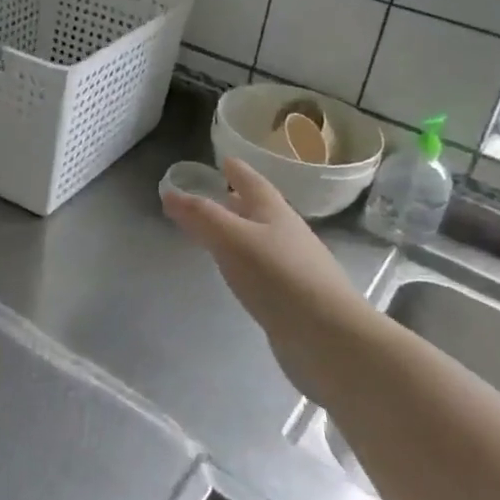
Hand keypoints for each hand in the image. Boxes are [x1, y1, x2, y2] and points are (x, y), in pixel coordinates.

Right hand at [161, 158, 368, 401]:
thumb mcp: (232, 239)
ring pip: (261, 239)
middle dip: (237, 200)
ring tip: (219, 233)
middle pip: (259, 210)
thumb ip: (201, 216)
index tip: (224, 160)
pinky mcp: (293, 298)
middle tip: (215, 194)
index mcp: (275, 213)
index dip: (237, 171)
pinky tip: (238, 273)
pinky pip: (263, 269)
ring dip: (241, 231)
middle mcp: (287, 235)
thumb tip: (170, 193)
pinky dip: (246, 262)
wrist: (329, 338)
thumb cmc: (278, 277)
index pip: (253, 183)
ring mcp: (294, 267)